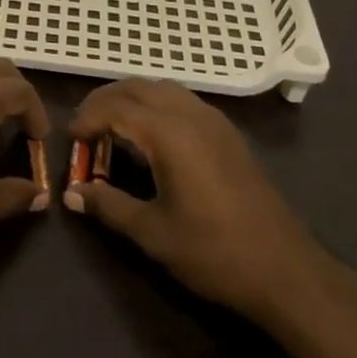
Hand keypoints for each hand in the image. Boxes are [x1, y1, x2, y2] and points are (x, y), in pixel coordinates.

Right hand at [67, 79, 320, 323]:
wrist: (285, 270)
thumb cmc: (214, 252)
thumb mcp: (153, 233)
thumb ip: (109, 206)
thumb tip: (71, 194)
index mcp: (169, 133)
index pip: (116, 107)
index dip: (88, 118)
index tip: (70, 138)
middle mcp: (190, 114)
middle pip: (138, 87)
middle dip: (106, 100)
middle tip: (85, 127)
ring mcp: (214, 120)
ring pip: (162, 88)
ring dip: (132, 98)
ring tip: (113, 127)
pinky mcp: (228, 133)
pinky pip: (182, 100)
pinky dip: (156, 104)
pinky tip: (152, 136)